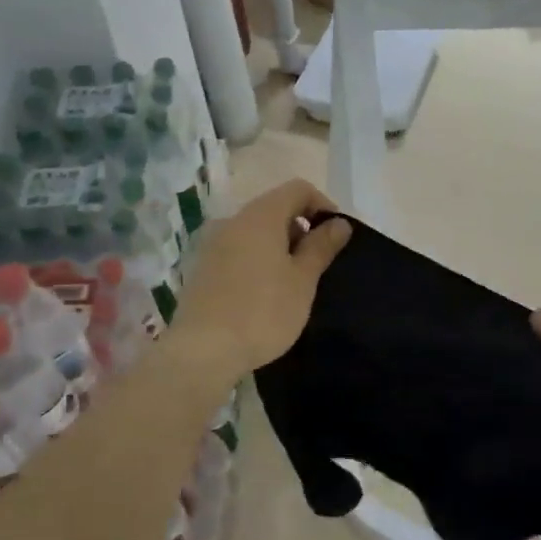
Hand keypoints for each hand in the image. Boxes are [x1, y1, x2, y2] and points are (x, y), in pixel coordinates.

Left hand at [167, 179, 351, 384]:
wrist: (203, 350)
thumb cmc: (263, 312)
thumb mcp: (302, 281)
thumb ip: (321, 247)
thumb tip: (338, 224)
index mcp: (260, 216)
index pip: (297, 189)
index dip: (322, 205)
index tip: (335, 237)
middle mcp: (232, 221)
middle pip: (274, 208)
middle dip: (300, 228)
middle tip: (317, 264)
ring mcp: (212, 244)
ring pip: (254, 232)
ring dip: (278, 246)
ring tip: (293, 282)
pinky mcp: (202, 268)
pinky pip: (237, 252)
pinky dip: (257, 261)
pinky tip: (264, 293)